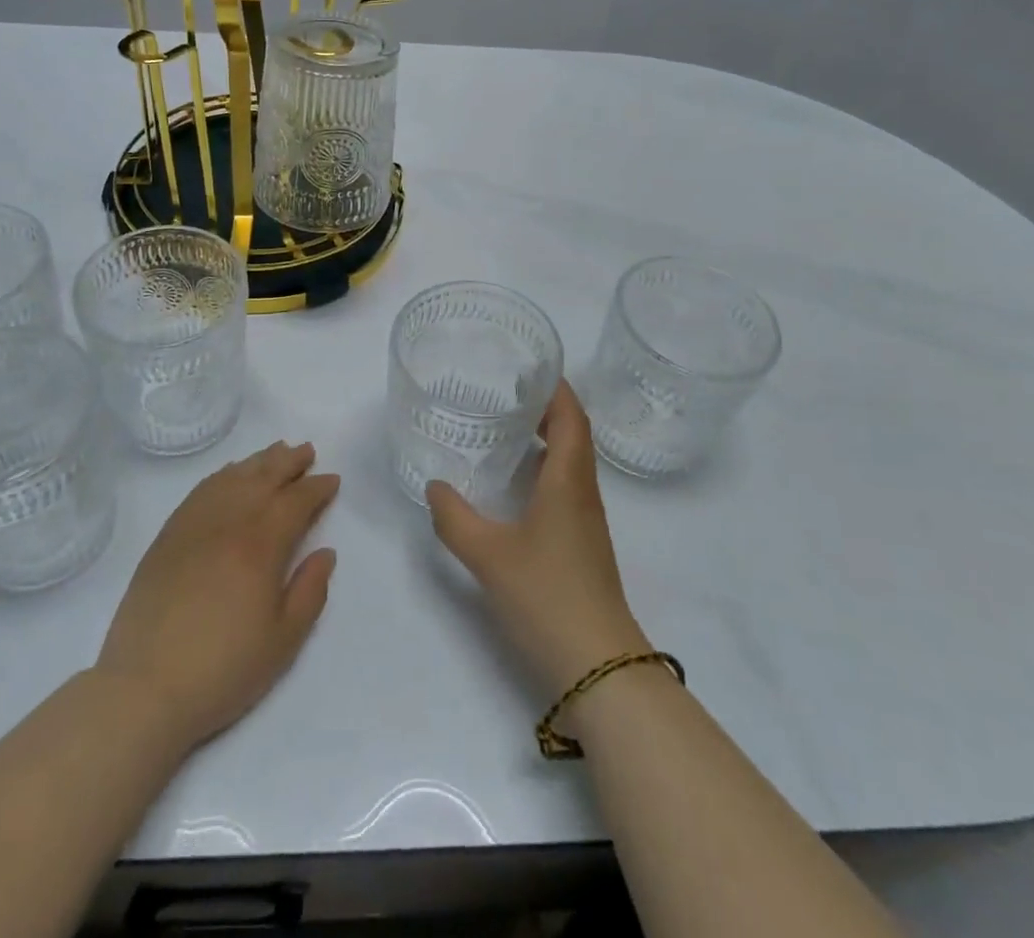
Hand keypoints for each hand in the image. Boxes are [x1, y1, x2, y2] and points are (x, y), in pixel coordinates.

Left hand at [97, 441, 338, 751]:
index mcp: (261, 545)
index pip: (296, 502)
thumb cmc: (223, 669)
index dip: (316, 488)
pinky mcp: (167, 536)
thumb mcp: (283, 641)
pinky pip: (201, 491)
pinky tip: (230, 475)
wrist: (144, 689)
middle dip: (289, 462)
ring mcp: (193, 525)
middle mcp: (228, 523)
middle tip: (307, 451)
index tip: (331, 480)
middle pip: (264, 478)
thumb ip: (310, 591)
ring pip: (232, 478)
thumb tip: (325, 552)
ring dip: (258, 462)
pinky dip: (222, 475)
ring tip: (276, 452)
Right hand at [428, 382, 648, 695]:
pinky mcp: (581, 543)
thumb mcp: (488, 555)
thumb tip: (435, 486)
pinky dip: (543, 469)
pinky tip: (514, 485)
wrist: (598, 666)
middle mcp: (583, 492)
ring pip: (570, 462)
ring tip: (505, 429)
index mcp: (568, 481)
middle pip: (573, 435)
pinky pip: (565, 487)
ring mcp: (586, 520)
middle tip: (506, 394)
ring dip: (545, 438)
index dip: (556, 388)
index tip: (529, 367)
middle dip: (546, 408)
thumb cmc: (547, 596)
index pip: (572, 418)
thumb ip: (454, 518)